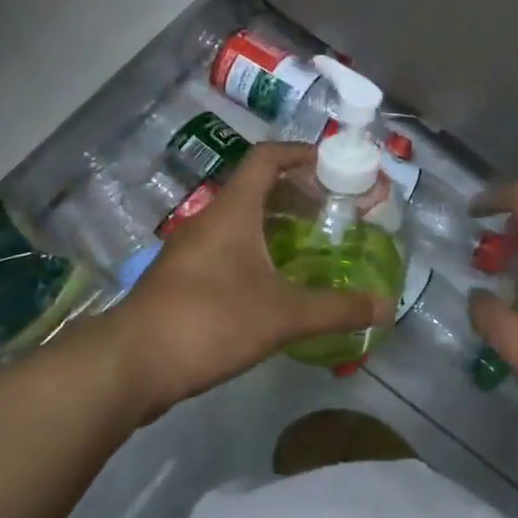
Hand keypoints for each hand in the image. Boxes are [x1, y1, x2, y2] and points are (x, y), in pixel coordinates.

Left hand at [103, 143, 387, 418]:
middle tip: (335, 209)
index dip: (301, 153)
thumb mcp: (282, 315)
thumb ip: (336, 309)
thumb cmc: (209, 321)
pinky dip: (258, 248)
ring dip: (277, 222)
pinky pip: (228, 246)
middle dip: (298, 192)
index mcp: (233, 210)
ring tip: (313, 242)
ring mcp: (192, 248)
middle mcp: (211, 219)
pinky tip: (277, 279)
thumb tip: (386, 307)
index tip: (333, 166)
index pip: (266, 158)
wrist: (130, 364)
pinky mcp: (183, 277)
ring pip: (242, 219)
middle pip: (257, 187)